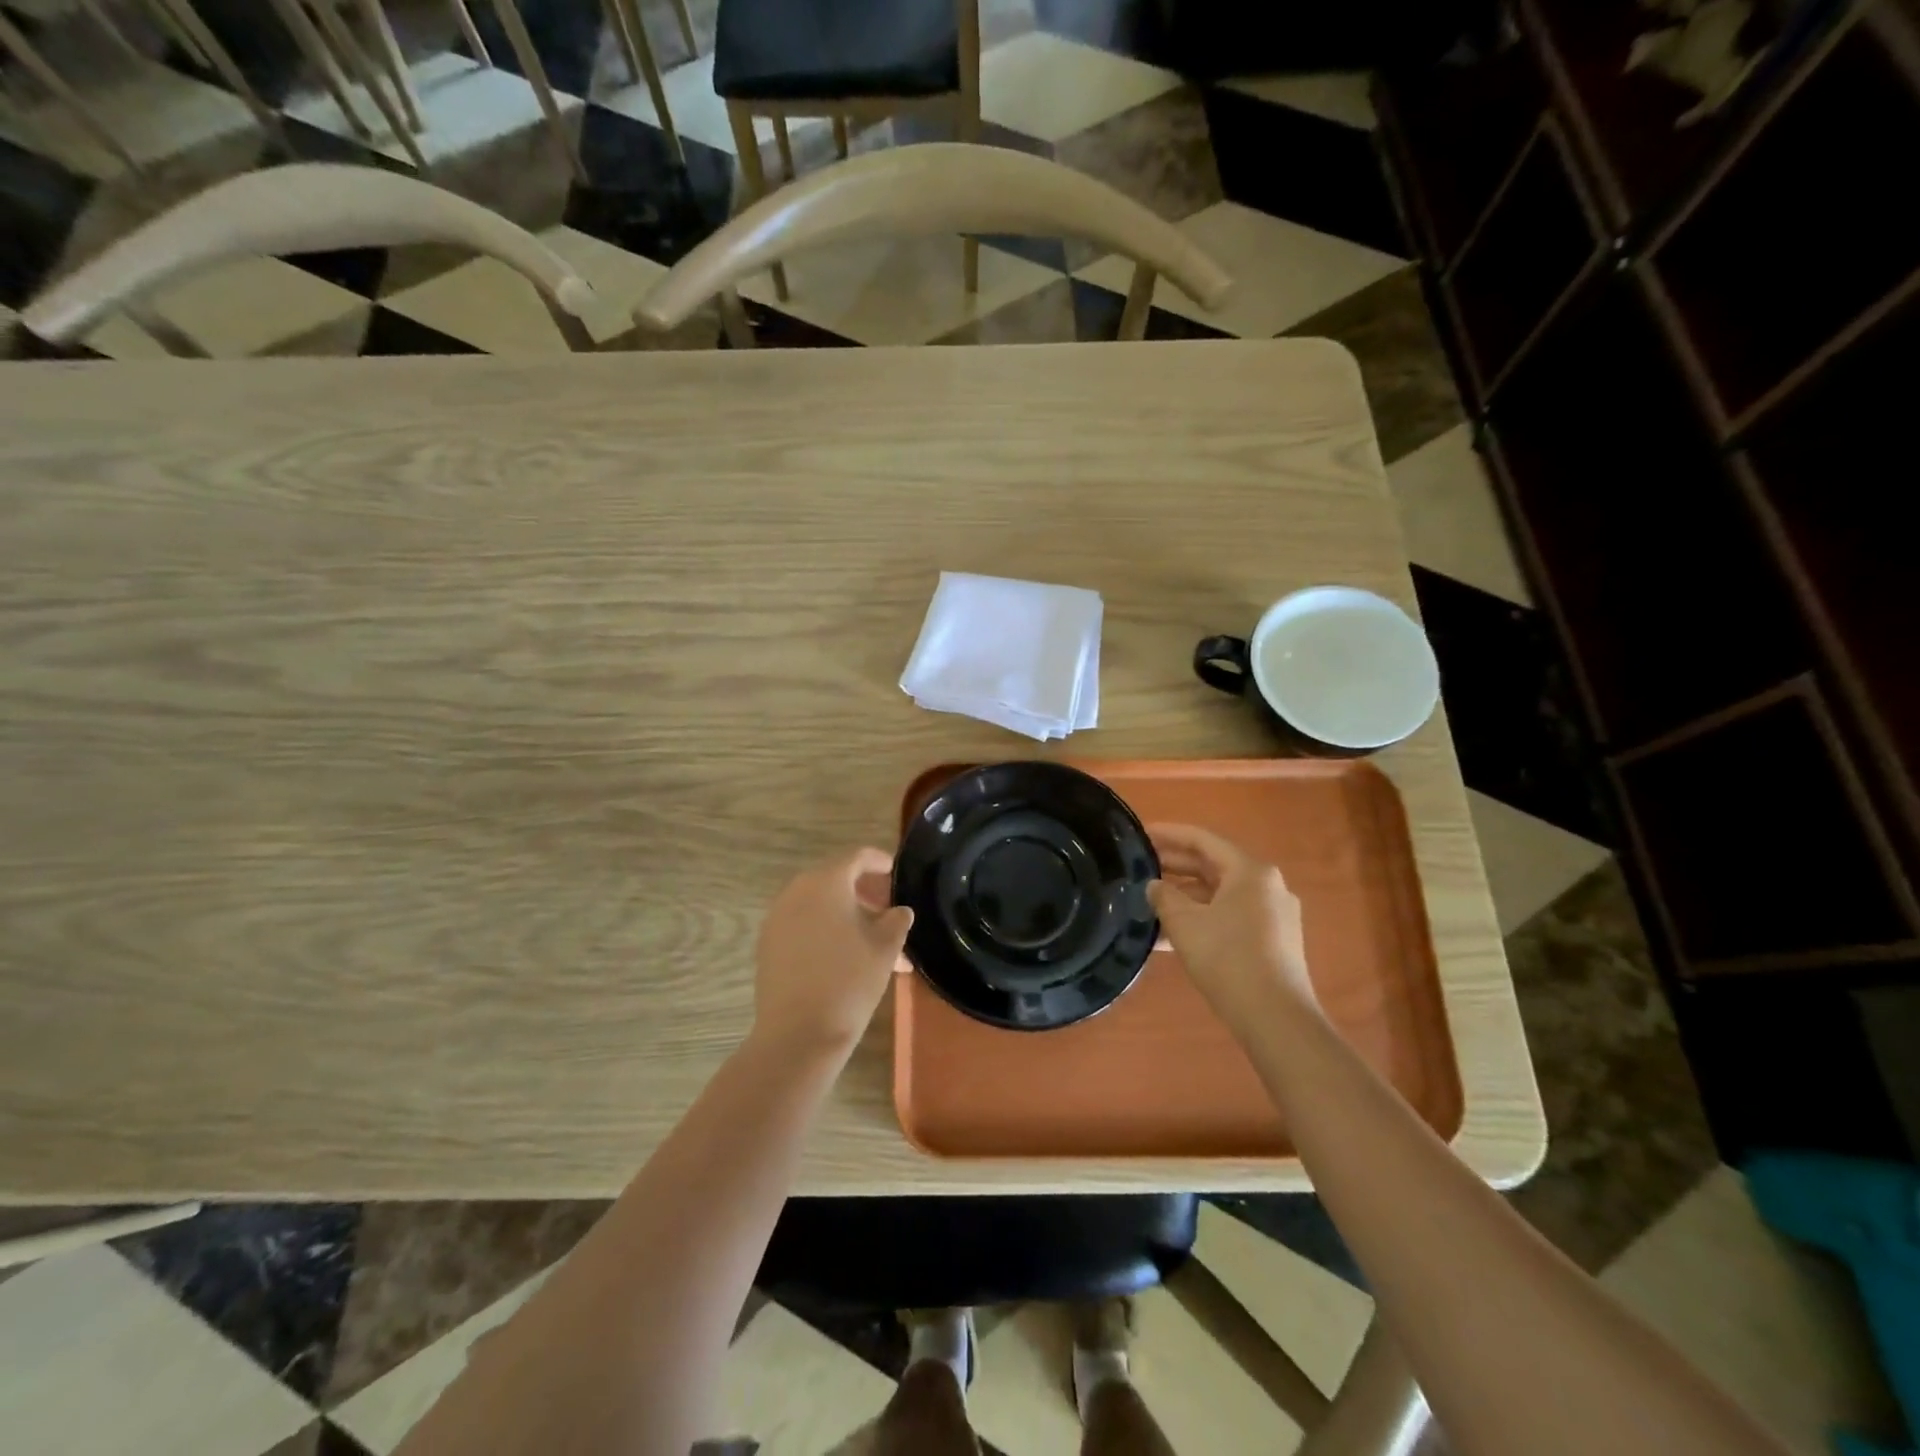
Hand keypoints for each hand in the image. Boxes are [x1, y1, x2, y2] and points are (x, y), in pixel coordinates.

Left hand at [753, 848, 913, 1056]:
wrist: (798, 1034)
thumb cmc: (849, 981)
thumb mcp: (885, 947)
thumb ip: (896, 920)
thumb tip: (898, 911)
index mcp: (826, 882)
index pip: (856, 857)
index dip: (878, 861)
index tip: (894, 870)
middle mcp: (796, 891)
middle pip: (835, 881)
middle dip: (864, 894)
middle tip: (888, 913)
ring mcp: (777, 918)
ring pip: (819, 906)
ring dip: (846, 917)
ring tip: (873, 945)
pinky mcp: (768, 944)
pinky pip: (803, 925)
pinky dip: (825, 931)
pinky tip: (845, 957)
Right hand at [1147, 823, 1319, 1038]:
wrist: (1276, 1019)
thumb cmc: (1228, 959)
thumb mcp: (1184, 923)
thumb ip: (1164, 896)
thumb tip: (1154, 885)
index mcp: (1250, 871)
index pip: (1202, 840)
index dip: (1168, 834)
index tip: (1141, 834)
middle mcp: (1267, 886)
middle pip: (1213, 866)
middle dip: (1174, 867)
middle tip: (1139, 866)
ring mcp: (1273, 915)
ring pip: (1219, 895)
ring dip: (1184, 898)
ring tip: (1148, 903)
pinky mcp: (1272, 942)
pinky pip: (1229, 918)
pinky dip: (1201, 919)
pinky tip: (1170, 937)